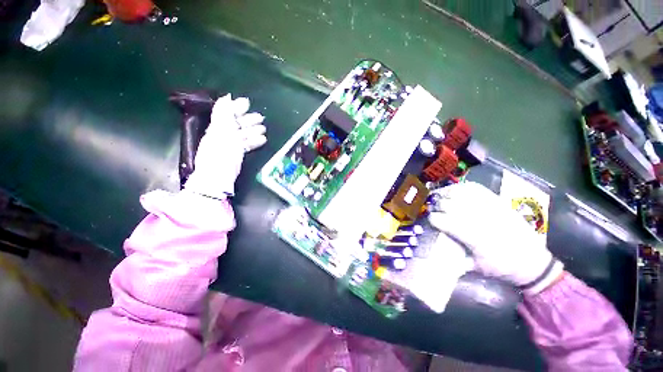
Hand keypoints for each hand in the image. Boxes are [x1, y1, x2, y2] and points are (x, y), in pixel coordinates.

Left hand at [185, 94, 266, 198]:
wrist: (218, 179)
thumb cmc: (220, 154)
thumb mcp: (221, 132)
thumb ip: (224, 114)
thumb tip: (227, 97)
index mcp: (217, 128)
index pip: (226, 114)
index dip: (236, 107)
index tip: (247, 103)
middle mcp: (222, 135)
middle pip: (236, 124)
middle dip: (248, 119)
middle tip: (261, 118)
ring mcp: (230, 146)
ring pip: (243, 135)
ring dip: (254, 131)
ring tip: (264, 130)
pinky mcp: (236, 155)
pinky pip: (246, 145)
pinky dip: (254, 142)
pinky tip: (263, 140)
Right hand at [428, 182, 562, 294]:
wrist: (533, 262)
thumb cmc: (503, 267)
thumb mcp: (478, 268)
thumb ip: (457, 258)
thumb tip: (439, 250)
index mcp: (475, 237)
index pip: (447, 221)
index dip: (434, 219)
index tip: (430, 220)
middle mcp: (481, 219)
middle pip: (451, 205)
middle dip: (437, 205)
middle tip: (432, 208)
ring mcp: (491, 208)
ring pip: (462, 194)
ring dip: (446, 193)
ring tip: (439, 196)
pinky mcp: (498, 203)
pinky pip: (477, 189)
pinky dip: (463, 187)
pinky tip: (455, 190)